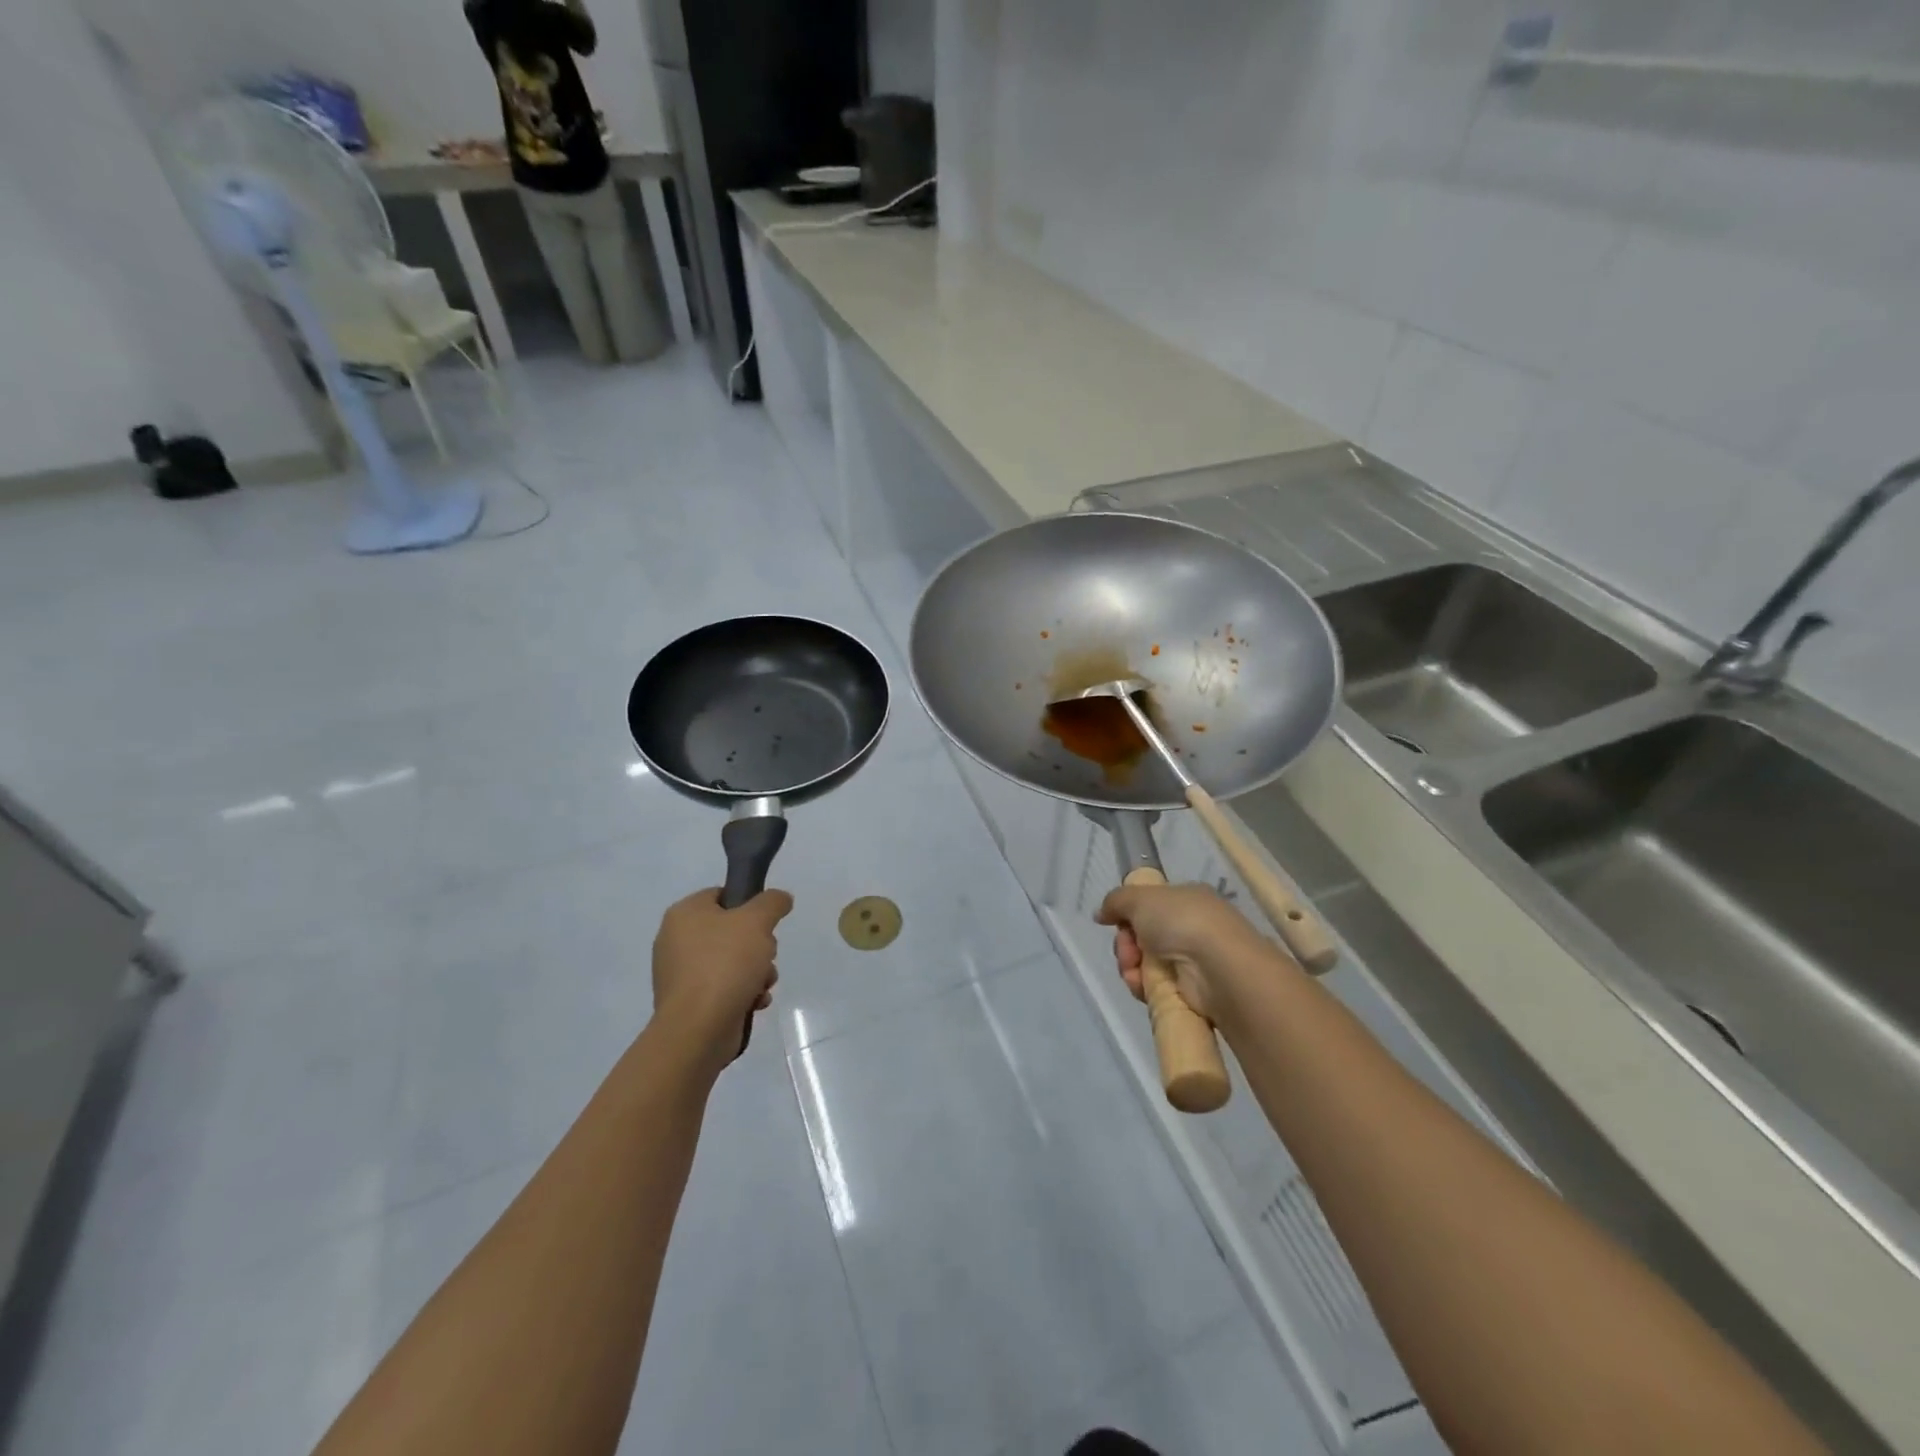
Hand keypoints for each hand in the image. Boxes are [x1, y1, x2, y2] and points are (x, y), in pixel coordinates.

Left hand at [651, 887, 792, 1070]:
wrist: (698, 1029)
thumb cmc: (725, 964)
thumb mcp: (757, 921)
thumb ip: (772, 902)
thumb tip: (780, 899)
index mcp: (684, 914)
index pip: (722, 895)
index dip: (749, 904)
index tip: (766, 922)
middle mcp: (676, 940)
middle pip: (731, 931)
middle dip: (758, 945)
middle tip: (766, 954)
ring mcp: (681, 974)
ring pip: (732, 961)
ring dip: (756, 971)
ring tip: (763, 984)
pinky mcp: (689, 1002)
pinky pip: (723, 988)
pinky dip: (743, 992)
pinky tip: (755, 1002)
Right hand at [1095, 881, 1275, 1031]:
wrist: (1218, 968)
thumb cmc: (1181, 922)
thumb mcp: (1141, 897)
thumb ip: (1115, 901)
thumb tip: (1101, 914)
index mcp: (1186, 900)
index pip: (1149, 907)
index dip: (1129, 916)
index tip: (1120, 924)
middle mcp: (1191, 928)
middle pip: (1142, 937)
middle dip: (1126, 945)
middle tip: (1128, 951)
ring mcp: (1192, 961)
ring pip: (1145, 964)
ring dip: (1131, 967)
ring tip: (1134, 972)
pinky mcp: (1191, 992)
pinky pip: (1155, 988)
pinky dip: (1143, 987)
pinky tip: (1142, 987)